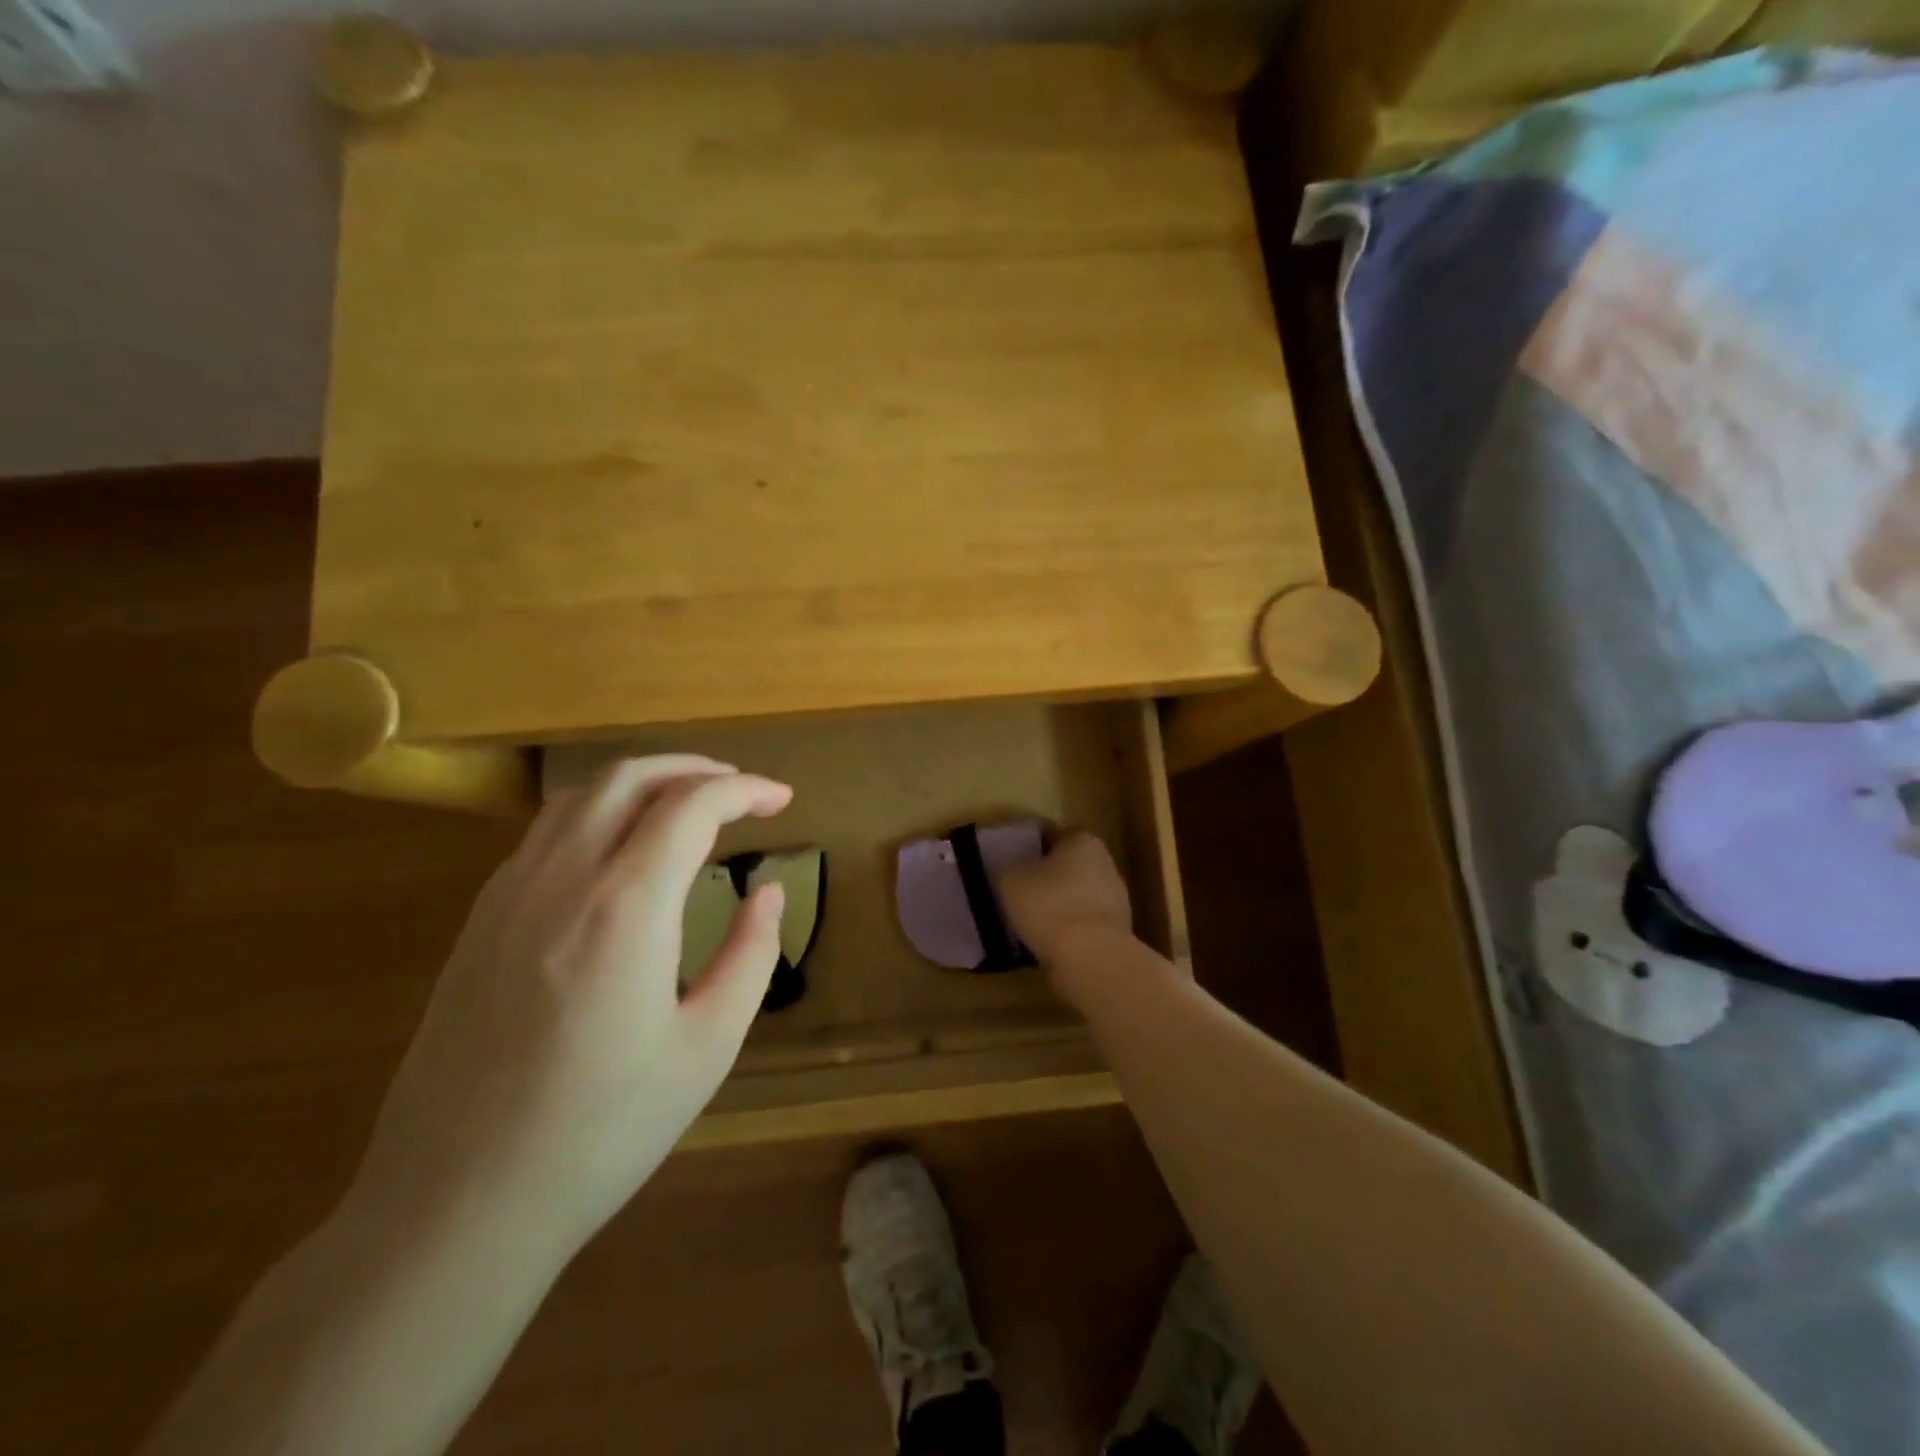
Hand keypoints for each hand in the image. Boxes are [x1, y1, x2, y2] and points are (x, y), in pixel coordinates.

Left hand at [348, 756, 792, 1261]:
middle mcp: (561, 880)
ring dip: (643, 783)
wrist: (456, 1206)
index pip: (692, 806)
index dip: (745, 789)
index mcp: (625, 907)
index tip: (782, 800)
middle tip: (740, 790)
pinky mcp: (478, 922)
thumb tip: (767, 891)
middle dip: (695, 769)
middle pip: (630, 778)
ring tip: (686, 806)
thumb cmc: (602, 1131)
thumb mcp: (708, 1046)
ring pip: (580, 796)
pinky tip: (619, 850)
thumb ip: (751, 953)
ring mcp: (508, 896)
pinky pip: (544, 833)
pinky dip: (597, 813)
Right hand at [998, 832, 1133, 992]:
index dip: (1028, 846)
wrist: (1090, 958)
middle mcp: (1105, 864)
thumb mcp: (1011, 880)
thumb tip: (1015, 872)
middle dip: (1046, 877)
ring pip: (1077, 896)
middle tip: (1018, 891)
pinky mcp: (1117, 932)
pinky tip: (1048, 943)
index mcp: (1082, 841)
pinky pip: (1084, 924)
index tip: (1010, 862)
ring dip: (1058, 905)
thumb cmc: (1049, 905)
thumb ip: (1011, 869)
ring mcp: (1116, 900)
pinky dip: (1068, 931)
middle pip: (1068, 865)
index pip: (1051, 834)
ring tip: (1029, 922)